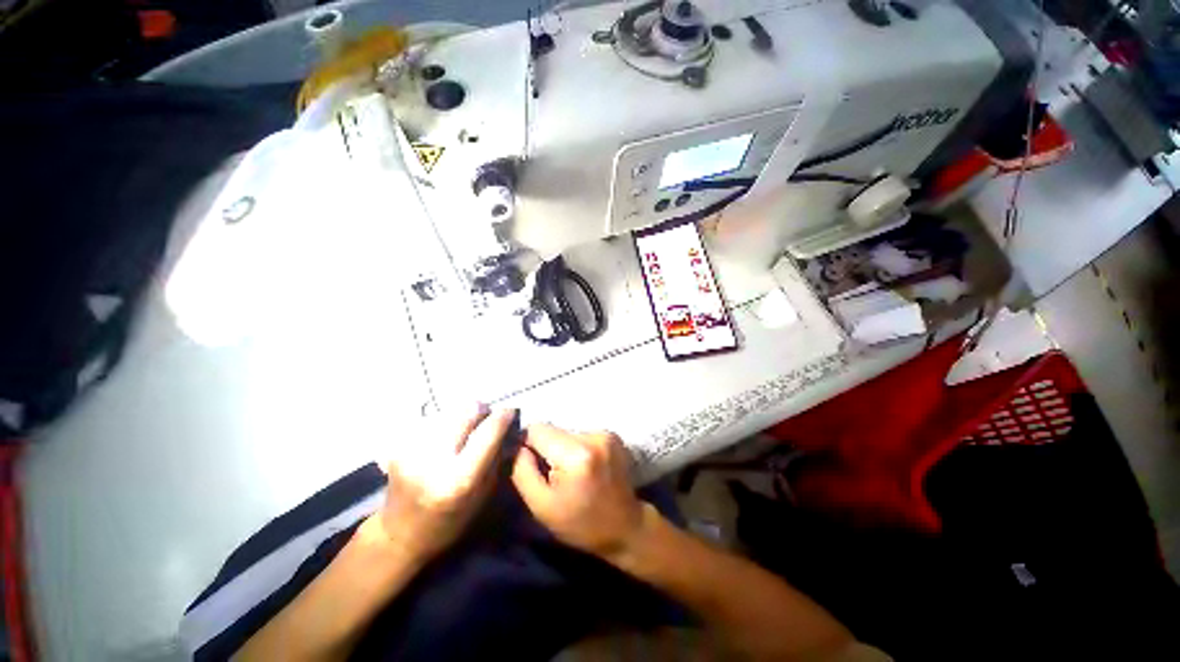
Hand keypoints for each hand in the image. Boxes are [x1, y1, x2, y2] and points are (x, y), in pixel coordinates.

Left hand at [366, 405, 515, 563]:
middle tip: (485, 415)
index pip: (488, 432)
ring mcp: (413, 451)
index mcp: (460, 479)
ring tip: (462, 429)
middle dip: (480, 409)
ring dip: (460, 415)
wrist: (399, 535)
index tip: (509, 410)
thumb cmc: (450, 520)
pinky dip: (442, 423)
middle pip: (466, 411)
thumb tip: (507, 427)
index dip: (503, 416)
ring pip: (448, 412)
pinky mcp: (398, 446)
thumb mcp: (483, 495)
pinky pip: (430, 421)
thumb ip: (496, 459)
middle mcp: (435, 461)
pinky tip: (443, 436)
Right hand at [511, 424, 646, 557]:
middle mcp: (593, 436)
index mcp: (576, 454)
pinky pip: (583, 434)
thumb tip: (517, 445)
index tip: (532, 463)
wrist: (626, 527)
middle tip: (554, 474)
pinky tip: (585, 467)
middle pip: (554, 429)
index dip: (528, 444)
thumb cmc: (581, 523)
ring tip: (572, 472)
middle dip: (548, 448)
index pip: (538, 429)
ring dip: (564, 448)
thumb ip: (523, 471)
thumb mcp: (541, 506)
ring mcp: (606, 433)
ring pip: (568, 432)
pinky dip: (578, 448)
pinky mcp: (613, 436)